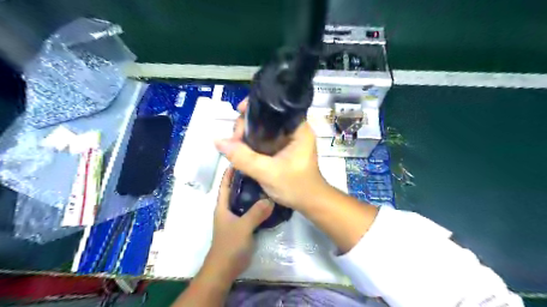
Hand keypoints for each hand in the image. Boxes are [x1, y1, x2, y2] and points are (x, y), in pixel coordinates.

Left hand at [203, 168, 273, 282]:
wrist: (225, 269)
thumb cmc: (229, 245)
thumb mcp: (243, 227)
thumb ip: (256, 213)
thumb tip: (271, 198)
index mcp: (222, 206)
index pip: (225, 184)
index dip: (230, 172)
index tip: (240, 159)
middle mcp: (228, 209)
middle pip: (236, 190)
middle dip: (245, 179)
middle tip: (260, 168)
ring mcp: (236, 218)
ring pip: (245, 200)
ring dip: (253, 192)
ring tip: (266, 181)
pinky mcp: (243, 226)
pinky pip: (251, 211)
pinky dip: (258, 205)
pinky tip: (269, 201)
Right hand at [214, 100, 325, 209]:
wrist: (310, 203)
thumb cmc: (296, 187)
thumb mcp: (267, 173)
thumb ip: (243, 158)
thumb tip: (218, 141)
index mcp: (299, 129)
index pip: (276, 107)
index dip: (256, 107)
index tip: (238, 112)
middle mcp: (295, 130)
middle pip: (267, 117)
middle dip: (248, 123)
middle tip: (234, 138)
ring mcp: (289, 140)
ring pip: (264, 129)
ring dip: (248, 134)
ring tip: (235, 144)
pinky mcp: (283, 149)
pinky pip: (265, 140)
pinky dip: (253, 143)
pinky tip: (242, 148)